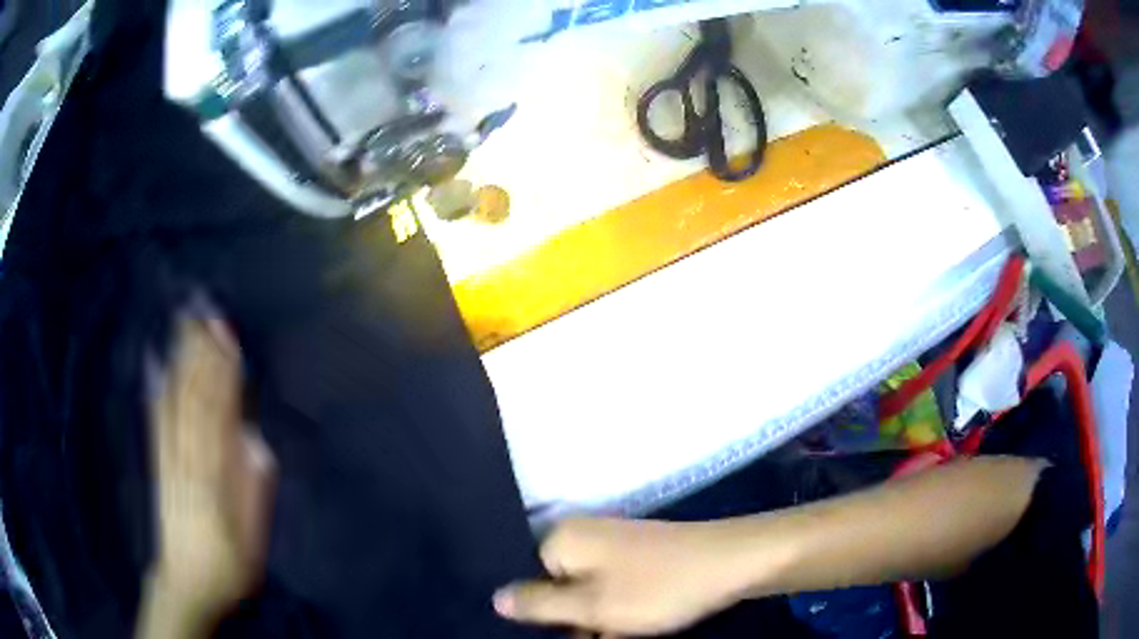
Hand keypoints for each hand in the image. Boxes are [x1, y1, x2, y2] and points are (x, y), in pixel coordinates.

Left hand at [145, 314, 275, 632]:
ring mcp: (168, 456)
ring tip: (184, 325)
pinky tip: (155, 365)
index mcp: (215, 473)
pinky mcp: (157, 462)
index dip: (224, 371)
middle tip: (204, 310)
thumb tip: (254, 438)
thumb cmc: (228, 562)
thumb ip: (253, 485)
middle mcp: (188, 456)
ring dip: (180, 360)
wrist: (187, 582)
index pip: (221, 411)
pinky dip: (157, 388)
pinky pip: (156, 419)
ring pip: (175, 400)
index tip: (227, 334)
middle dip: (200, 352)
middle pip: (195, 396)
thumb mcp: (253, 534)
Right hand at [493, 518, 750, 636]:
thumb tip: (495, 597)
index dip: (540, 614)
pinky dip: (619, 610)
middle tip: (598, 636)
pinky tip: (636, 625)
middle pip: (557, 588)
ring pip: (587, 594)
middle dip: (571, 620)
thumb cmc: (656, 588)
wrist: (732, 564)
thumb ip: (538, 604)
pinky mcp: (640, 557)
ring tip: (622, 634)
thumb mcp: (591, 606)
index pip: (526, 580)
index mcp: (563, 538)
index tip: (561, 636)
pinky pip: (614, 589)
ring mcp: (615, 545)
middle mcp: (584, 536)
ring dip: (598, 620)